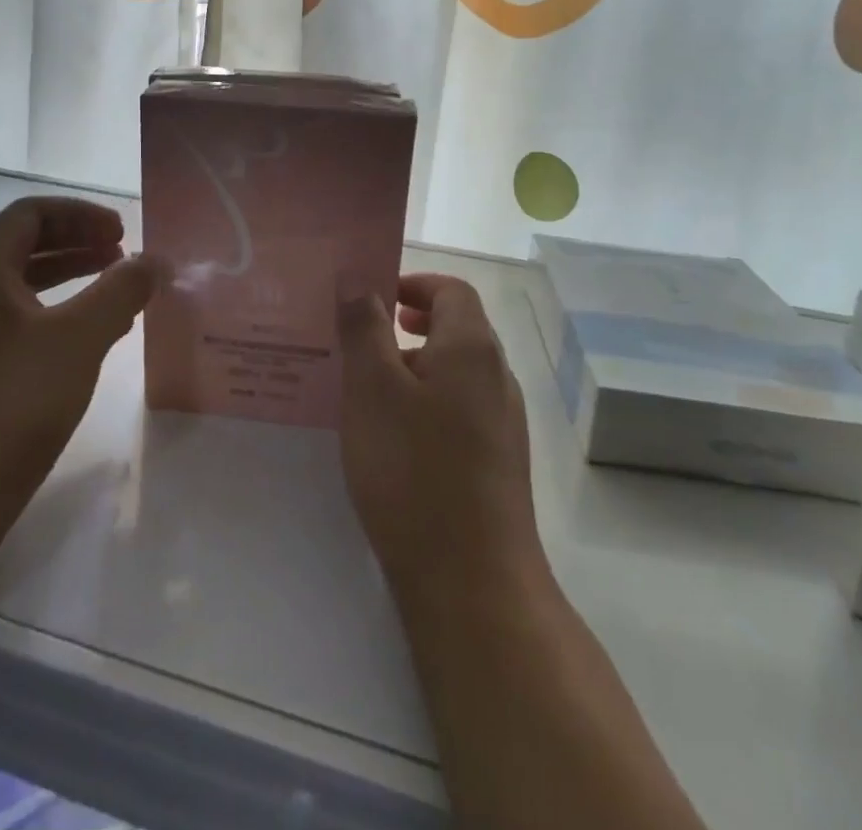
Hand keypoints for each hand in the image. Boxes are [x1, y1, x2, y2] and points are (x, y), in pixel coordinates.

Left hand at [0, 197, 160, 509]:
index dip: (81, 214)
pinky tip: (89, 336)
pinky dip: (56, 311)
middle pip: (24, 243)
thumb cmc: (14, 403)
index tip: (121, 232)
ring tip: (115, 287)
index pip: (31, 214)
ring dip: (70, 276)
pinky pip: (17, 318)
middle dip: (77, 242)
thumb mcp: (81, 337)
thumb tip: (153, 259)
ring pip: (21, 283)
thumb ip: (122, 289)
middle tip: (123, 254)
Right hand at [339, 274, 543, 597]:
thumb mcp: (372, 389)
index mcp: (472, 349)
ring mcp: (503, 424)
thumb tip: (358, 277)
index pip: (452, 290)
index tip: (371, 298)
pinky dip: (426, 404)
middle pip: (457, 329)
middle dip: (408, 325)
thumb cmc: (414, 471)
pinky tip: (392, 439)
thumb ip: (365, 327)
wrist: (474, 585)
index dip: (413, 283)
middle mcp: (497, 378)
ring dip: (414, 367)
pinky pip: (458, 411)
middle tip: (361, 340)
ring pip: (455, 374)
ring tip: (365, 391)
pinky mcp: (497, 464)